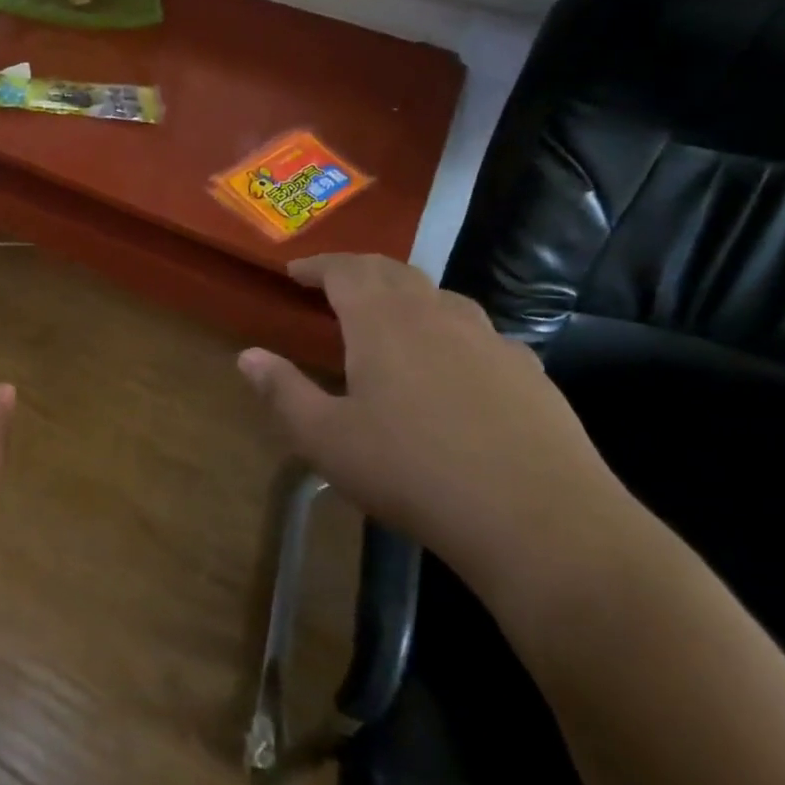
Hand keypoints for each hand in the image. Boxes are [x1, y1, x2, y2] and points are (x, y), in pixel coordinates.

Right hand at [237, 254, 628, 602]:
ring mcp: (489, 339)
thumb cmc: (413, 472)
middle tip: (335, 285)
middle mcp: (436, 314)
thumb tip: (247, 356)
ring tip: (390, 319)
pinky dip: (450, 331)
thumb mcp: (327, 439)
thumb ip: (283, 391)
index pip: (345, 270)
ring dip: (406, 296)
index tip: (294, 271)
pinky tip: (453, 365)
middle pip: (393, 271)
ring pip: (440, 297)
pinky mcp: (527, 370)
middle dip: (358, 271)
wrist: (537, 519)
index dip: (317, 265)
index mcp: (383, 321)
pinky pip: (478, 333)